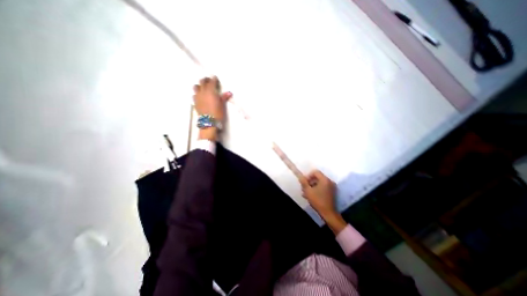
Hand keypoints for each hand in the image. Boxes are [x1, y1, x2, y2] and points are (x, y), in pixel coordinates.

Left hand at [193, 77, 231, 140]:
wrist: (209, 122)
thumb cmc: (217, 113)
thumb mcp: (222, 105)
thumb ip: (224, 97)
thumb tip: (229, 92)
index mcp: (210, 91)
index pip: (212, 81)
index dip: (214, 79)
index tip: (215, 78)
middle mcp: (202, 91)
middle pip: (202, 81)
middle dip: (206, 80)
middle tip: (209, 81)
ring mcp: (197, 96)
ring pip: (196, 87)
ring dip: (200, 86)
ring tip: (203, 88)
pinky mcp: (194, 102)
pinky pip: (194, 94)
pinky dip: (197, 93)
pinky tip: (200, 97)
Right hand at [298, 170, 348, 233]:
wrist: (328, 213)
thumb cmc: (317, 201)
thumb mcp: (308, 191)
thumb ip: (303, 182)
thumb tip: (300, 176)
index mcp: (325, 179)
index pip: (315, 172)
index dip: (308, 176)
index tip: (304, 182)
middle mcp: (329, 181)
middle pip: (317, 177)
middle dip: (309, 182)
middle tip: (304, 188)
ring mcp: (331, 187)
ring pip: (319, 183)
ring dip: (311, 186)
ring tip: (305, 193)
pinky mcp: (332, 192)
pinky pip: (322, 187)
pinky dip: (316, 189)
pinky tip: (311, 196)